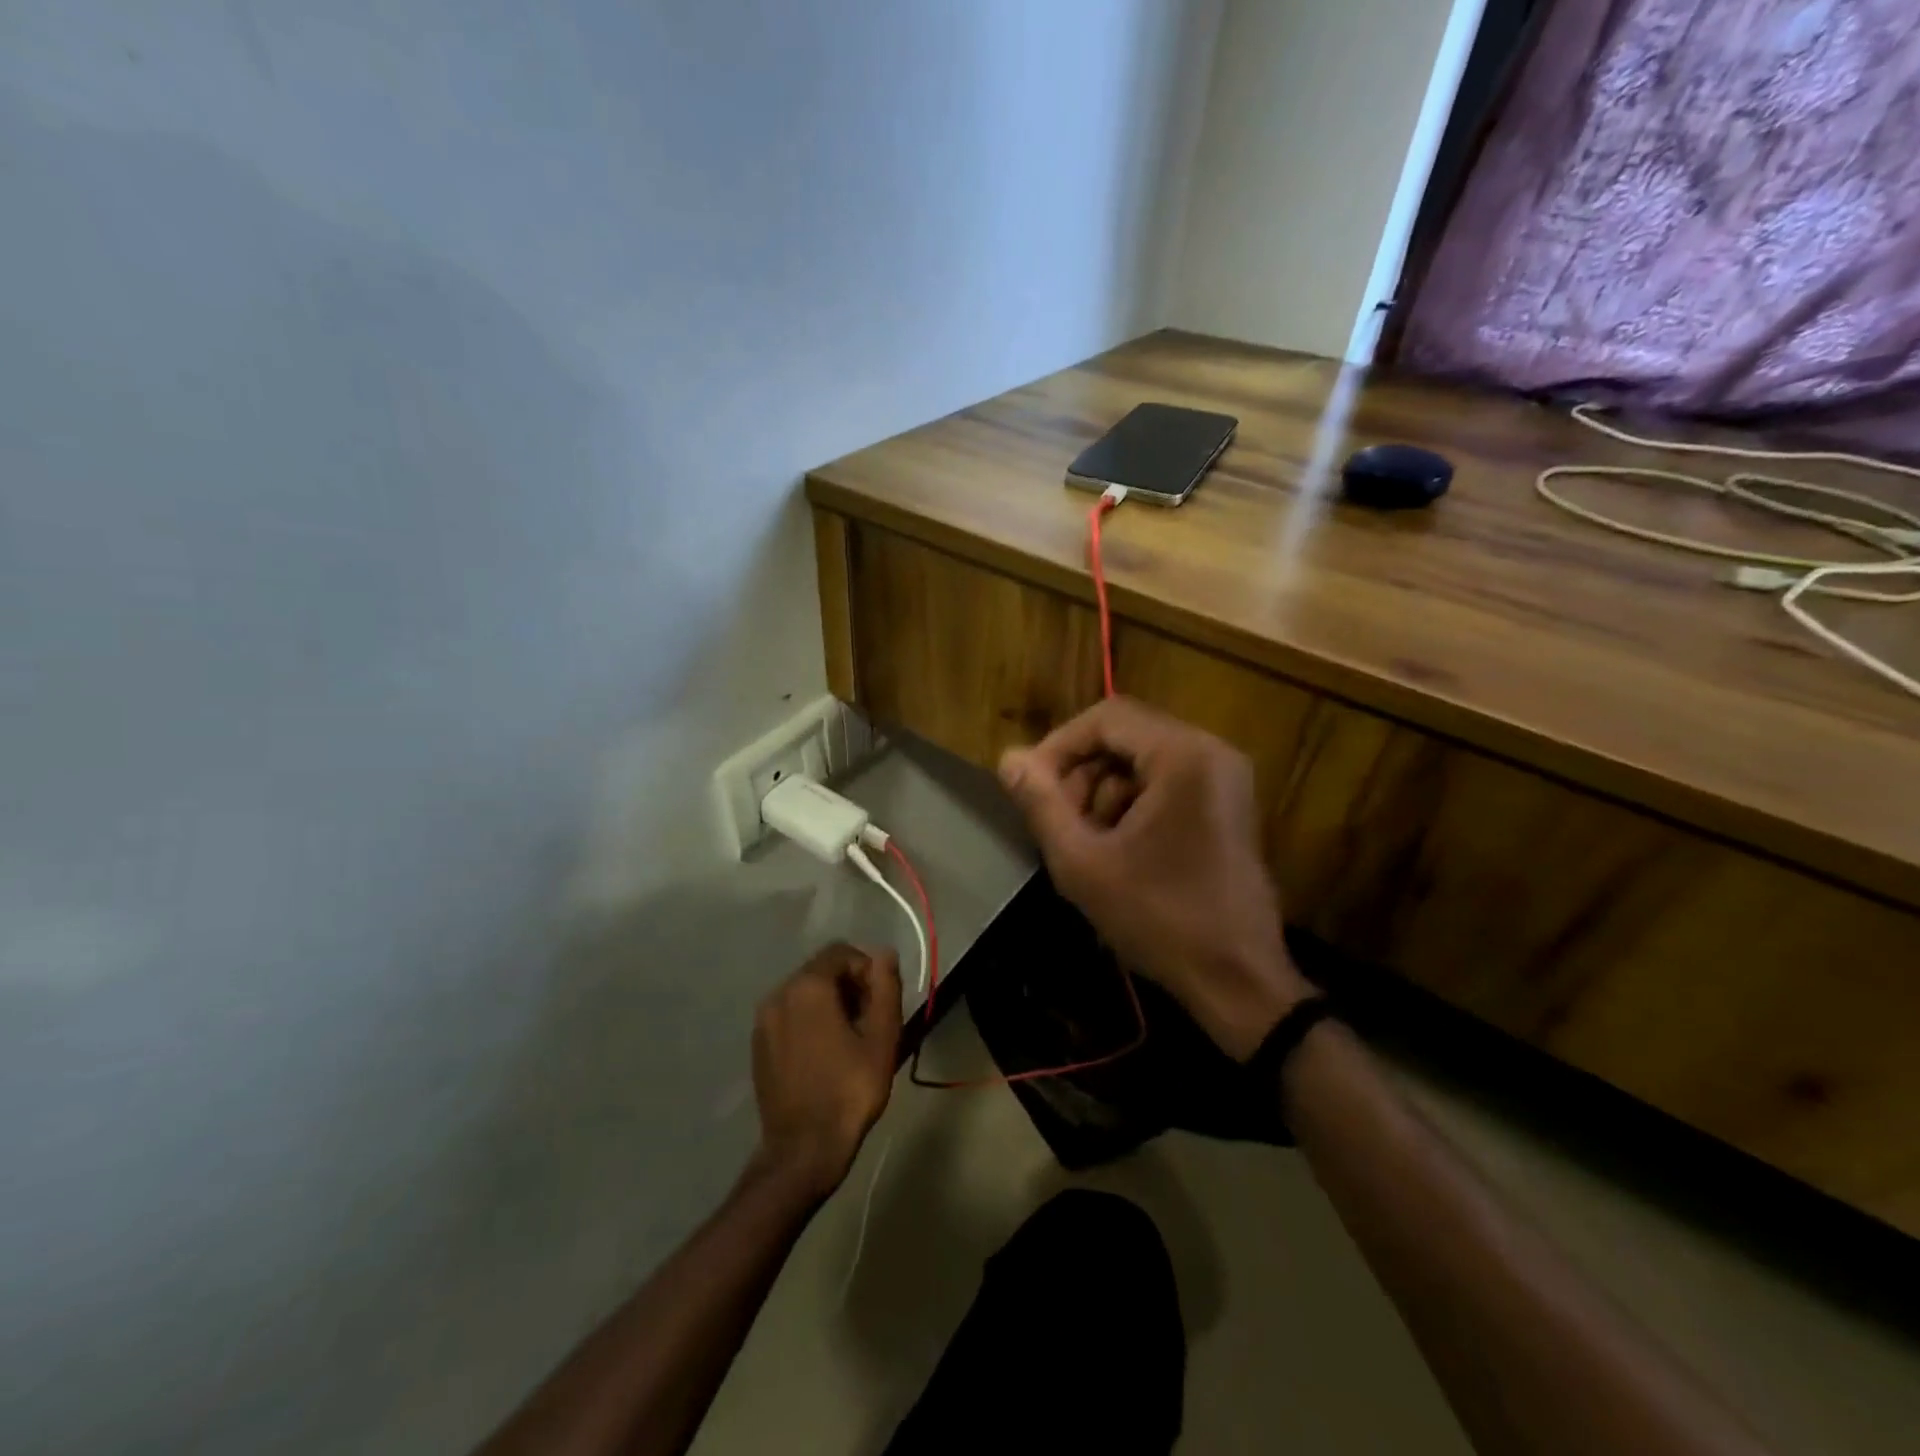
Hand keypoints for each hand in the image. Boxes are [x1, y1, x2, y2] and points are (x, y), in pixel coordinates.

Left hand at [750, 943, 901, 1200]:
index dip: (867, 970)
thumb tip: (884, 953)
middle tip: (869, 1021)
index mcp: (808, 986)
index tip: (880, 1002)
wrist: (803, 1149)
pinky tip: (824, 1053)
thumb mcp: (882, 1037)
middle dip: (849, 985)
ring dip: (829, 1003)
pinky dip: (809, 1020)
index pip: (841, 953)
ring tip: (849, 1039)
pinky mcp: (758, 1044)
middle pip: (821, 970)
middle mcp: (779, 993)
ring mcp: (763, 1020)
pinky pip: (789, 1015)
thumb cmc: (850, 1090)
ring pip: (804, 992)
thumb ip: (886, 987)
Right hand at [998, 697, 1312, 1059]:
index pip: (1105, 718)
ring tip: (1086, 840)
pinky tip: (1118, 847)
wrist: (1237, 979)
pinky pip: (1166, 780)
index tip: (1030, 787)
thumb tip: (1008, 759)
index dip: (1058, 746)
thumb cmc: (1159, 919)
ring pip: (1142, 759)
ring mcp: (1226, 777)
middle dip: (1081, 772)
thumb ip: (1041, 803)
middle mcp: (1212, 751)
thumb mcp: (1083, 863)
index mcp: (1183, 756)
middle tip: (1057, 820)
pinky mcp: (1227, 802)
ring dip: (1103, 790)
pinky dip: (1132, 802)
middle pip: (1125, 735)